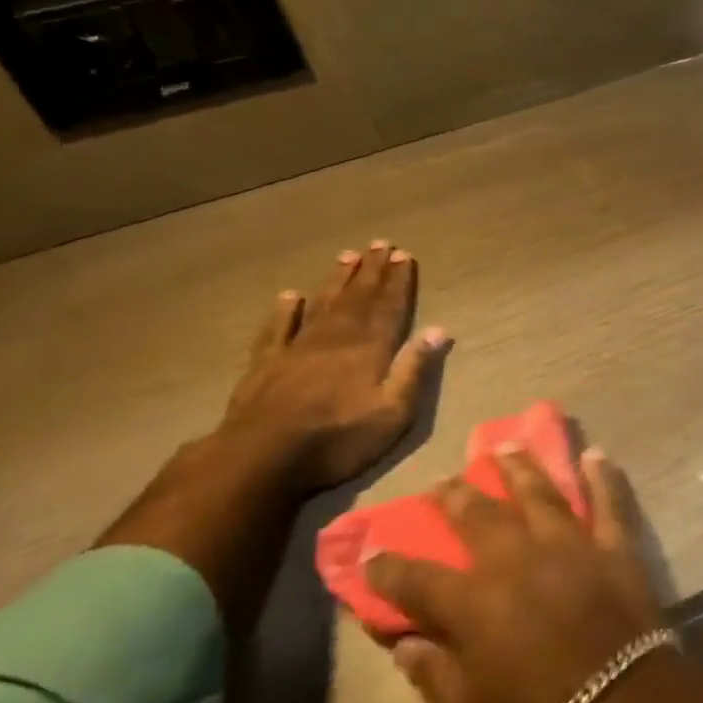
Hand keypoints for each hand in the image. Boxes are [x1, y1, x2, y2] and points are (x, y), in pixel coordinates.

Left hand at [216, 241, 450, 494]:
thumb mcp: (393, 412)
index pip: (389, 307)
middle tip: (381, 244)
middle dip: (372, 271)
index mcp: (369, 349)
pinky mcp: (265, 364)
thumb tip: (439, 330)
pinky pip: (277, 329)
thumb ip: (414, 369)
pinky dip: (285, 311)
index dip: (398, 281)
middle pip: (358, 298)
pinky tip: (289, 296)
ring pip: (323, 304)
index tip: (404, 255)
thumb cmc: (338, 439)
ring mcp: (297, 348)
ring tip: (347, 256)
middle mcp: (336, 338)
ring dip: (337, 280)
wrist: (262, 458)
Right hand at [366, 448, 665, 702]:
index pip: (414, 577)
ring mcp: (568, 544)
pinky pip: (608, 501)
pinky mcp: (613, 546)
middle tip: (443, 481)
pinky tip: (594, 454)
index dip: (386, 565)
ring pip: (539, 492)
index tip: (369, 551)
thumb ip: (431, 676)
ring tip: (506, 445)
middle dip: (455, 495)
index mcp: (471, 602)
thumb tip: (404, 643)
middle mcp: (515, 558)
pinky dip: (602, 476)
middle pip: (478, 515)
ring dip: (520, 466)